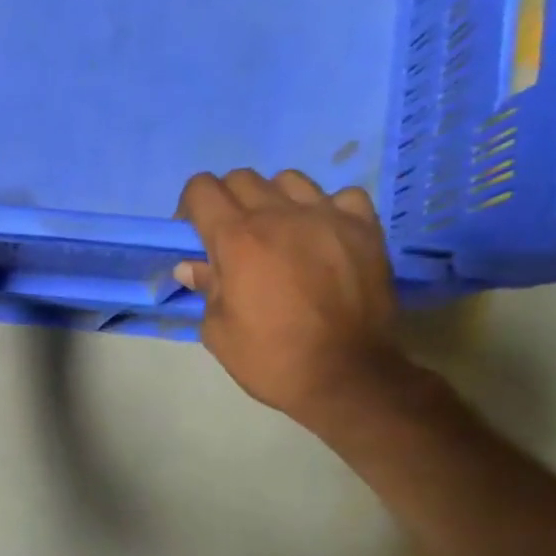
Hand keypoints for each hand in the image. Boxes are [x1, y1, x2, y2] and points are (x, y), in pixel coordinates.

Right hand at [174, 169, 401, 427]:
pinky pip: (340, 197)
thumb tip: (192, 266)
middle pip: (241, 179)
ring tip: (279, 234)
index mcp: (236, 239)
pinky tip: (323, 237)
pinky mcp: (364, 228)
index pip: (201, 189)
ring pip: (289, 180)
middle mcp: (279, 215)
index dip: (190, 207)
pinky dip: (326, 210)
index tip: (193, 234)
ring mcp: (327, 216)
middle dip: (227, 202)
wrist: (345, 376)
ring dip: (274, 201)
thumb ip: (206, 287)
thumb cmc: (269, 358)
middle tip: (232, 239)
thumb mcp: (218, 330)